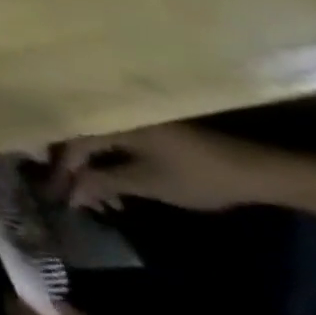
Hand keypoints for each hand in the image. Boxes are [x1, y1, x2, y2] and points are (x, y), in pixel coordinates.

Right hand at [53, 123, 276, 211]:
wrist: (255, 172)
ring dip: (94, 170)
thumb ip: (104, 182)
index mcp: (109, 121)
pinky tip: (116, 186)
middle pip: (81, 140)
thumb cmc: (196, 175)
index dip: (64, 169)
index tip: (60, 194)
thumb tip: (71, 194)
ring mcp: (129, 123)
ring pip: (97, 144)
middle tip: (77, 198)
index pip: (72, 142)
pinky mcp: (144, 132)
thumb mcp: (147, 182)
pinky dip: (109, 165)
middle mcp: (112, 116)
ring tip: (99, 198)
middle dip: (77, 171)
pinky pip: (112, 145)